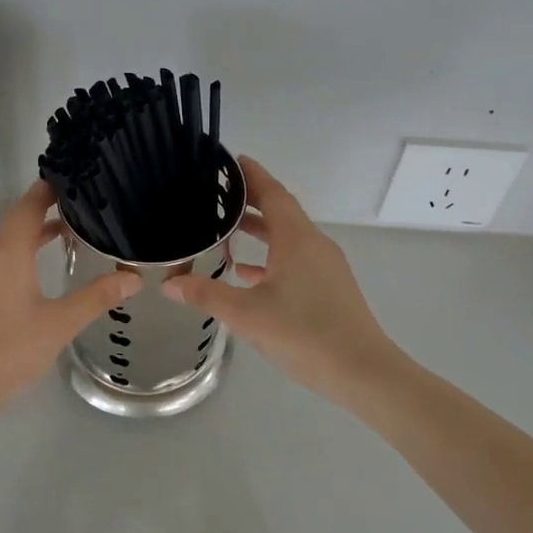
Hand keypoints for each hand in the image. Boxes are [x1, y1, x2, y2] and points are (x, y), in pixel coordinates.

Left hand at [0, 180, 140, 427]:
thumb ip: (96, 297)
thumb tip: (134, 277)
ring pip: (9, 242)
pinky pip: (3, 261)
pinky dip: (25, 253)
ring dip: (36, 233)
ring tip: (71, 233)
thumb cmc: (10, 350)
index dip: (49, 189)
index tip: (75, 179)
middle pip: (18, 220)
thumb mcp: (60, 323)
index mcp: (8, 254)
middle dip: (47, 209)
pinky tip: (44, 270)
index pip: (28, 206)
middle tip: (82, 204)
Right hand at [164, 157, 406, 407]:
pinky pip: (296, 260)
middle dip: (252, 201)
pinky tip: (248, 275)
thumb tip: (169, 284)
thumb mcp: (246, 314)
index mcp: (296, 239)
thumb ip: (207, 294)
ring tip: (226, 230)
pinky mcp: (329, 288)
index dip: (252, 175)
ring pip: (288, 238)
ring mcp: (325, 267)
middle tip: (218, 196)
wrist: (363, 372)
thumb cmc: (304, 334)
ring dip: (260, 231)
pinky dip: (271, 258)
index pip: (273, 194)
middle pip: (281, 212)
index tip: (233, 161)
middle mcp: (314, 244)